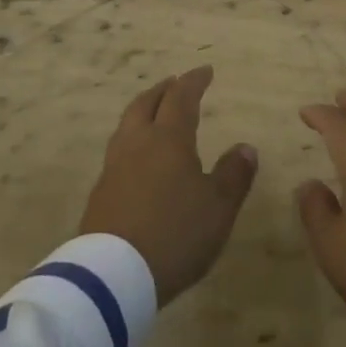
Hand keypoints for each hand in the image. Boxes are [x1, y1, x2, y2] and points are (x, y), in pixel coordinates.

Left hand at [80, 66, 258, 306]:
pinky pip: (118, 152)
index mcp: (169, 139)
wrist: (113, 275)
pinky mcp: (100, 192)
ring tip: (153, 114)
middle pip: (146, 103)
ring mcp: (113, 167)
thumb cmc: (175, 234)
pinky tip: (138, 159)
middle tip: (175, 84)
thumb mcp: (218, 208)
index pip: (181, 98)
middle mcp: (138, 143)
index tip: (205, 71)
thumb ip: (233, 175)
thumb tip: (246, 147)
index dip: (194, 81)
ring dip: (143, 111)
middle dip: (163, 90)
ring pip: (127, 125)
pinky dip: (132, 141)